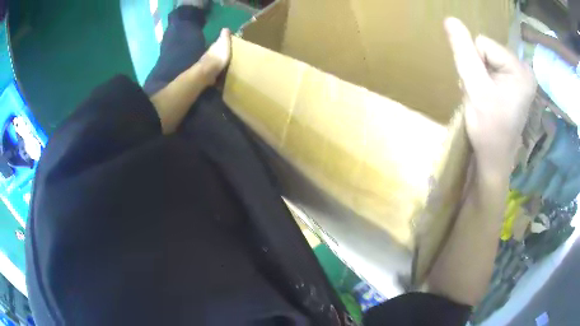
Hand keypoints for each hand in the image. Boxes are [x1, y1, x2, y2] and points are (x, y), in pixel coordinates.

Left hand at [199, 28, 231, 84]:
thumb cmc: (218, 56)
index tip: (229, 44)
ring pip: (214, 61)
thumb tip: (225, 28)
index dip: (223, 43)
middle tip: (228, 54)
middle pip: (216, 52)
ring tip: (226, 64)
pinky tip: (221, 73)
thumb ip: (225, 37)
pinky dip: (217, 70)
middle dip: (221, 53)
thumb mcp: (224, 44)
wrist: (208, 72)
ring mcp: (208, 64)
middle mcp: (210, 54)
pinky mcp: (208, 74)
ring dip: (219, 62)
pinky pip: (214, 71)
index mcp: (214, 47)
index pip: (219, 43)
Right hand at [445, 18, 536, 173]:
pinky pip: (492, 67)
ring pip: (487, 59)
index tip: (479, 89)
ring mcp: (520, 76)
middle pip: (486, 50)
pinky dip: (484, 81)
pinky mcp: (516, 83)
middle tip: (481, 95)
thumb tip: (450, 20)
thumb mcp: (475, 88)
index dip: (475, 65)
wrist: (494, 158)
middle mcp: (524, 69)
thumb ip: (464, 52)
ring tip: (484, 98)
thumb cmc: (488, 129)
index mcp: (520, 69)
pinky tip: (487, 98)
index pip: (483, 44)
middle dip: (478, 71)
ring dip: (479, 77)